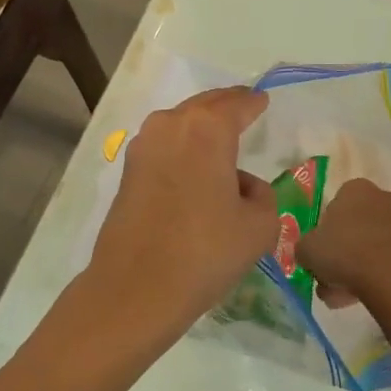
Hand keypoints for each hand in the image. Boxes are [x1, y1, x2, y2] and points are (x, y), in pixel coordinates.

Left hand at [66, 88, 277, 357]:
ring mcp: (143, 146)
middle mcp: (171, 125)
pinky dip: (182, 149)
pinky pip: (164, 146)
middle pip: (205, 105)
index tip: (263, 101)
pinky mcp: (127, 171)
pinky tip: (194, 170)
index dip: (254, 102)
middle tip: (244, 108)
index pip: (238, 103)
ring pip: (180, 123)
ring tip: (221, 143)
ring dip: (201, 127)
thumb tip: (242, 186)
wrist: (135, 289)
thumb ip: (262, 195)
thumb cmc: (205, 251)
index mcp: (207, 128)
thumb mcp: (259, 226)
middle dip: (226, 105)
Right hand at [298, 179, 390, 315]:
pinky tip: (365, 296)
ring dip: (359, 267)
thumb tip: (309, 252)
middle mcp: (384, 198)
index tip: (322, 252)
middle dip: (343, 252)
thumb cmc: (343, 252)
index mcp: (357, 188)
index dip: (326, 231)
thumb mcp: (307, 249)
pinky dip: (379, 275)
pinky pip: (390, 261)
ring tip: (344, 296)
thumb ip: (305, 247)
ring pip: (373, 246)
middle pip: (357, 227)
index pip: (336, 206)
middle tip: (330, 278)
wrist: (389, 279)